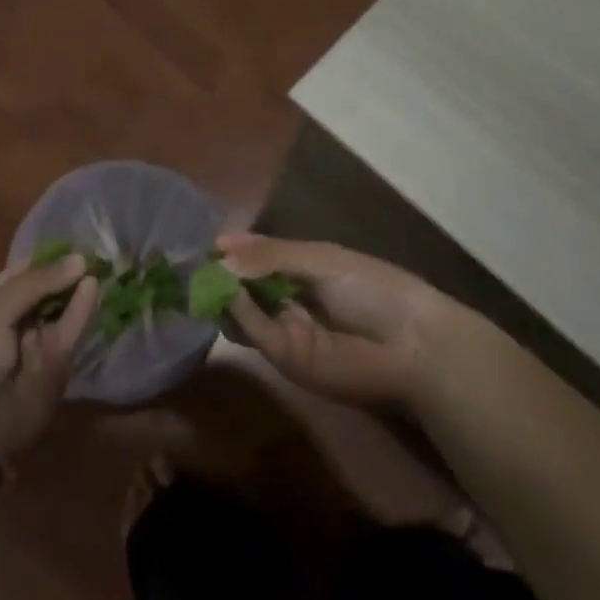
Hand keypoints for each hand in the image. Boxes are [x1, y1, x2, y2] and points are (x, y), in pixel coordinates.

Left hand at [0, 256, 97, 457]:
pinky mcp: (53, 369)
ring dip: (77, 289)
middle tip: (95, 251)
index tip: (72, 240)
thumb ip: (35, 284)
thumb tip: (79, 260)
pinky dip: (80, 311)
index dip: (44, 258)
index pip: (18, 275)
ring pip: (60, 312)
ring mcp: (32, 348)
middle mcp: (10, 325)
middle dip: (67, 274)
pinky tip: (92, 287)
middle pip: (45, 293)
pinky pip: (68, 334)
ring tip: (100, 265)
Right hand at [218, 233, 464, 407]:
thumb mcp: (319, 260)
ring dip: (219, 292)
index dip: (231, 250)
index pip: (254, 258)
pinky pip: (252, 329)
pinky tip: (227, 291)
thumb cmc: (372, 288)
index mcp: (299, 271)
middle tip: (190, 262)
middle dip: (217, 272)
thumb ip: (269, 256)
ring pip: (238, 309)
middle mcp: (284, 300)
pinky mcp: (282, 356)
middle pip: (240, 285)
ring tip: (201, 274)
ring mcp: (281, 329)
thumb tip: (220, 257)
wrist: (409, 343)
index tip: (206, 243)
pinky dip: (236, 310)